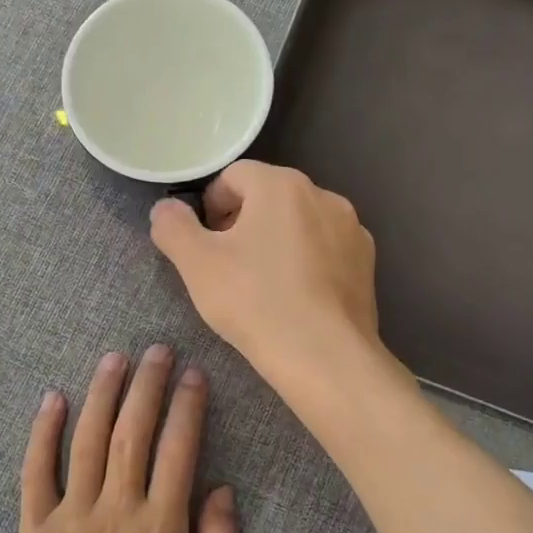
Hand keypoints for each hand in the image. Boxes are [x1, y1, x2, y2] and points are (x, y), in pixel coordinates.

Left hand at [9, 346, 240, 532]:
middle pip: (132, 432)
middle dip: (147, 385)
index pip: (178, 449)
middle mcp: (116, 508)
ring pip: (87, 440)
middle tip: (157, 349)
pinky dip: (43, 433)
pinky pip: (36, 471)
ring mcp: (71, 514)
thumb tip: (223, 490)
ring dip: (102, 394)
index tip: (194, 374)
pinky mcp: (36, 526)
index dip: (188, 407)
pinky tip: (53, 399)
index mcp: (159, 526)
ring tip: (114, 358)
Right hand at [149, 161, 380, 377]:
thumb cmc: (255, 301)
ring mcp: (352, 228)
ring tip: (263, 285)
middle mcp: (323, 195)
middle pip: (269, 196)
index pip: (234, 176)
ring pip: (300, 223)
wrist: (325, 357)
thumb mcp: (196, 264)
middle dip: (243, 222)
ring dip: (276, 241)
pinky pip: (326, 249)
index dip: (211, 205)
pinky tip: (297, 297)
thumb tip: (165, 208)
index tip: (205, 244)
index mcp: (281, 185)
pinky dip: (308, 262)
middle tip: (227, 266)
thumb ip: (172, 226)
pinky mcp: (367, 262)